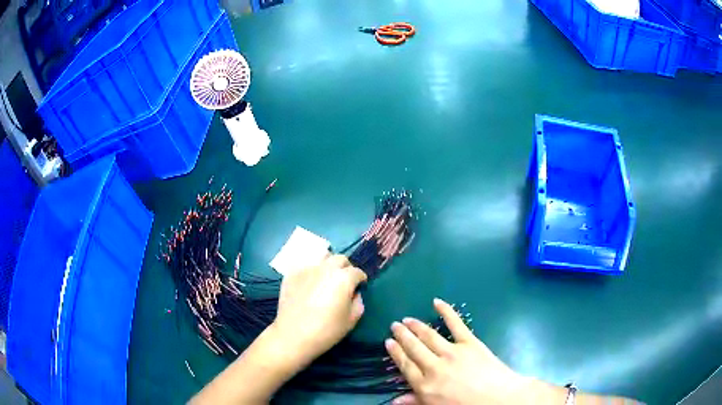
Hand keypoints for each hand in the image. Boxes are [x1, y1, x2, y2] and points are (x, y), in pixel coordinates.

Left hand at [273, 254, 367, 364]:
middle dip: (346, 268)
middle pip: (340, 259)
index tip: (360, 287)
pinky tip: (309, 282)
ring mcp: (307, 268)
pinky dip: (311, 270)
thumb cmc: (327, 330)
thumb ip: (358, 302)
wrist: (294, 335)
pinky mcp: (291, 273)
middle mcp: (326, 267)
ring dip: (328, 264)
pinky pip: (305, 265)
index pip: (357, 272)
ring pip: (322, 257)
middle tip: (344, 282)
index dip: (361, 280)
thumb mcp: (352, 320)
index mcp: (344, 278)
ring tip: (326, 278)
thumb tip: (354, 293)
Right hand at [385, 298, 531, 404]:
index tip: (388, 341)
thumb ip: (416, 401)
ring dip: (416, 326)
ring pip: (429, 335)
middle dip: (403, 335)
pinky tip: (437, 302)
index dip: (396, 352)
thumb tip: (394, 401)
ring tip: (407, 319)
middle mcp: (434, 366)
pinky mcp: (470, 342)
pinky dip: (446, 311)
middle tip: (395, 325)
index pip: (405, 365)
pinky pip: (456, 324)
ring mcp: (452, 352)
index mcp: (425, 385)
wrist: (499, 399)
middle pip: (414, 348)